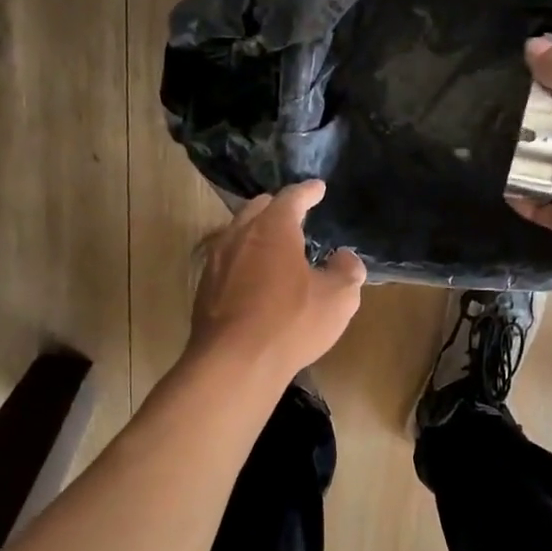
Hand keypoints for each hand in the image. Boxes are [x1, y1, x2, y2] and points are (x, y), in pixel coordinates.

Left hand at [189, 180, 366, 381]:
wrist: (234, 362)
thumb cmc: (290, 323)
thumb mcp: (338, 299)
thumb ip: (346, 271)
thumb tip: (345, 258)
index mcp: (273, 228)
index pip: (292, 198)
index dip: (308, 192)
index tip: (318, 188)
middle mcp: (239, 235)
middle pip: (257, 209)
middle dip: (277, 207)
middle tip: (294, 215)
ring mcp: (216, 261)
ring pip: (237, 234)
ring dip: (256, 234)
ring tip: (273, 245)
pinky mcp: (204, 288)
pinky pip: (227, 262)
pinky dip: (243, 260)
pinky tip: (253, 278)